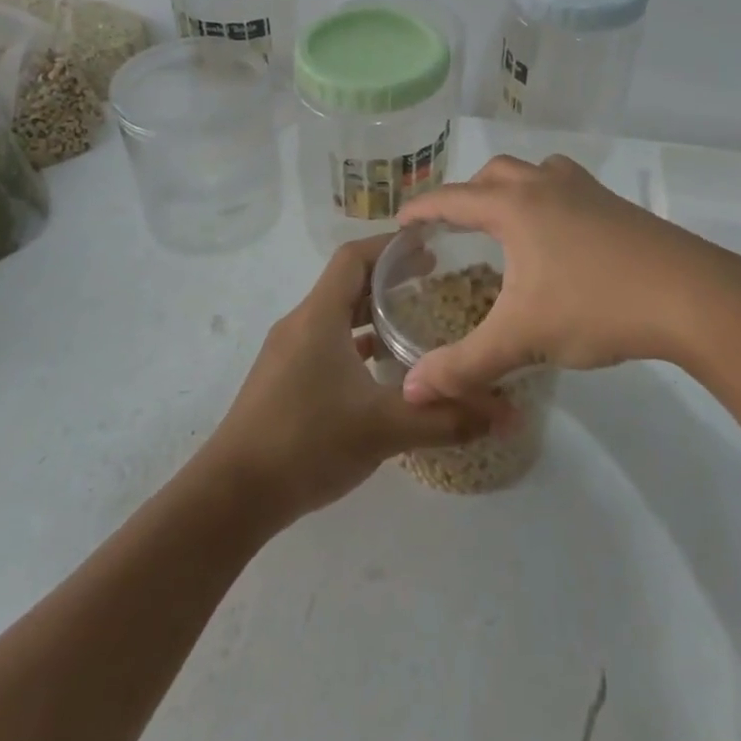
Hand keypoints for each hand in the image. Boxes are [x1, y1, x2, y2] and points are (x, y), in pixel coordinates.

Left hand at [200, 236, 504, 520]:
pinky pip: (327, 345)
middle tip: (436, 280)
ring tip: (417, 320)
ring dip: (373, 313)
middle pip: (347, 283)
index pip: (354, 257)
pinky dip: (357, 344)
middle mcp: (300, 324)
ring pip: (337, 316)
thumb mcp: (384, 428)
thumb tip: (508, 414)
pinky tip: (384, 370)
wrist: (232, 495)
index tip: (430, 244)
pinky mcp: (285, 380)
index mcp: (318, 316)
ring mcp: (289, 353)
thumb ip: (446, 418)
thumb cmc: (306, 442)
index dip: (390, 245)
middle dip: (390, 277)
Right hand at [397, 154, 740, 401]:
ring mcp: (588, 191)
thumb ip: (464, 365)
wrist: (692, 297)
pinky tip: (560, 239)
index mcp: (515, 206)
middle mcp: (547, 186)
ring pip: (537, 172)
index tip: (400, 220)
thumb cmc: (596, 306)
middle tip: (455, 227)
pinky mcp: (618, 206)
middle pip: (495, 174)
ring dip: (513, 189)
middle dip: (468, 195)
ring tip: (507, 224)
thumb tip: (412, 391)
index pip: (453, 198)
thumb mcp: (523, 338)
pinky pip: (568, 187)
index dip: (422, 208)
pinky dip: (549, 200)